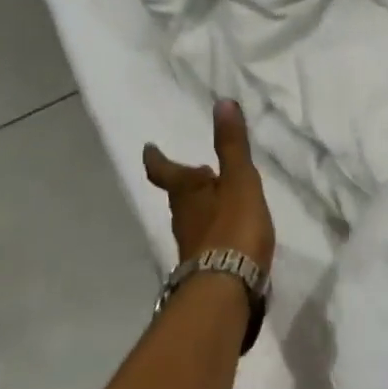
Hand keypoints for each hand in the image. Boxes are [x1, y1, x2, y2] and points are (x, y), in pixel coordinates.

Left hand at [143, 99, 275, 273]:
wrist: (227, 286)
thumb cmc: (232, 226)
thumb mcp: (239, 180)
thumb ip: (232, 145)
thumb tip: (222, 103)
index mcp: (186, 192)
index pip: (165, 171)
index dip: (157, 159)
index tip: (148, 148)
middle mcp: (182, 217)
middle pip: (179, 195)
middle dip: (185, 183)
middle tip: (195, 171)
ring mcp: (191, 244)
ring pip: (192, 217)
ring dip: (201, 206)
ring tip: (217, 199)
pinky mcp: (205, 265)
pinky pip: (206, 239)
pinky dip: (214, 230)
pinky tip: (229, 233)